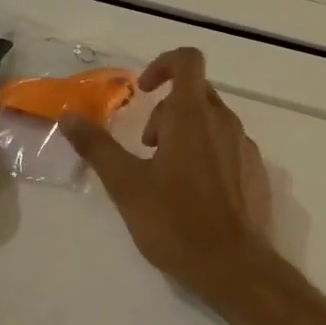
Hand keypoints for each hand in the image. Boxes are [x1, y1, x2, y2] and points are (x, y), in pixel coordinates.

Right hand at [65, 48, 272, 302]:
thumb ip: (97, 147)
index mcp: (193, 117)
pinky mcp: (257, 172)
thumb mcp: (126, 185)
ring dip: (187, 132)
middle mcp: (225, 123)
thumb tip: (68, 116)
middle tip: (147, 146)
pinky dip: (209, 153)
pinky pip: (230, 146)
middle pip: (197, 93)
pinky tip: (196, 192)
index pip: (188, 61)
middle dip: (167, 109)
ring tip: (168, 174)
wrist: (232, 264)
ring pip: (214, 121)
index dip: (163, 64)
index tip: (143, 90)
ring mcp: (246, 147)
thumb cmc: (175, 222)